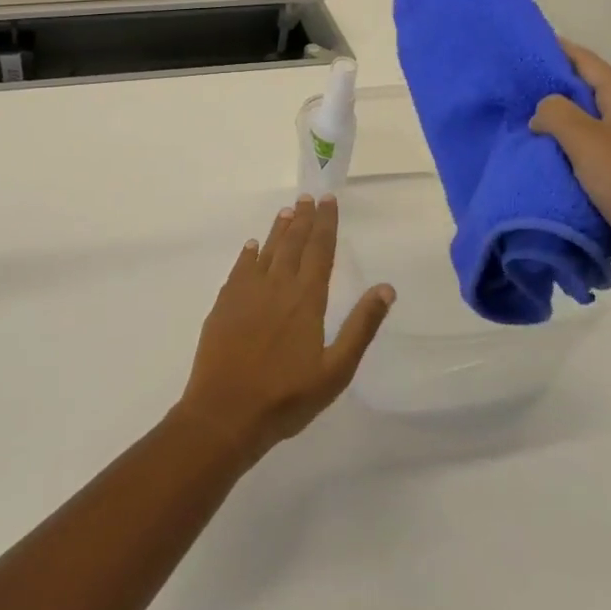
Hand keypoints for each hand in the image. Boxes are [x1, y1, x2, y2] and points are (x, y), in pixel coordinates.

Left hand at [176, 196, 394, 461]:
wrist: (225, 412)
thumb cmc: (287, 397)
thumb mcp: (335, 370)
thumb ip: (360, 327)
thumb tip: (385, 288)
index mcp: (306, 299)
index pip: (320, 251)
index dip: (326, 224)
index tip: (329, 200)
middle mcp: (277, 286)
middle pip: (293, 244)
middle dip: (303, 219)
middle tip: (309, 197)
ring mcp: (247, 293)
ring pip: (267, 251)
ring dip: (279, 230)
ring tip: (287, 211)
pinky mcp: (224, 304)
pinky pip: (240, 269)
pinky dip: (249, 254)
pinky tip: (253, 246)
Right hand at [529, 44, 610, 297]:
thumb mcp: (589, 140)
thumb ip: (557, 114)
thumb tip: (540, 112)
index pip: (588, 64)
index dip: (559, 50)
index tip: (524, 44)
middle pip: (581, 97)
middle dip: (546, 91)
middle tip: (505, 87)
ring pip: (577, 133)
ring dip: (548, 130)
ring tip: (508, 124)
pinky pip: (577, 164)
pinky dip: (554, 160)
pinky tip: (527, 162)